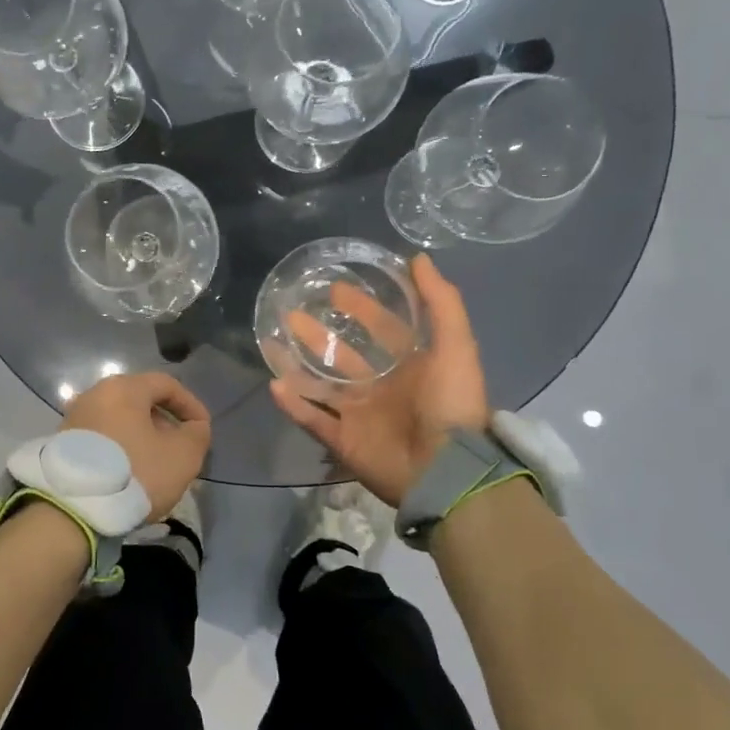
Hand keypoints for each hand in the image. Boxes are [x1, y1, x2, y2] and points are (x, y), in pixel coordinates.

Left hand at [62, 372, 211, 522]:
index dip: (191, 404)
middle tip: (179, 449)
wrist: (74, 508)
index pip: (166, 384)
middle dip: (165, 423)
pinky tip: (129, 473)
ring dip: (142, 438)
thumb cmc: (136, 472)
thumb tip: (194, 427)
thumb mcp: (183, 456)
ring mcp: (74, 418)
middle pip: (140, 401)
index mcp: (123, 388)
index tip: (202, 429)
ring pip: (120, 421)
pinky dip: (121, 448)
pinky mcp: (62, 443)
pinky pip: (102, 438)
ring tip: (156, 465)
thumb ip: (197, 434)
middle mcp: (94, 394)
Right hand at [269, 254, 487, 506]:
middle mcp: (383, 389)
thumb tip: (418, 259)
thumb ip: (441, 302)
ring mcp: (361, 416)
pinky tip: (273, 384)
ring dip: (299, 365)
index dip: (363, 308)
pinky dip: (293, 405)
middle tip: (294, 312)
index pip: (384, 330)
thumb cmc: (450, 404)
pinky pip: (312, 420)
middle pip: (345, 356)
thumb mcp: (456, 346)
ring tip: (274, 341)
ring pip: (322, 386)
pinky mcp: (343, 441)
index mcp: (411, 367)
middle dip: (322, 334)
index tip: (337, 288)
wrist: (444, 470)